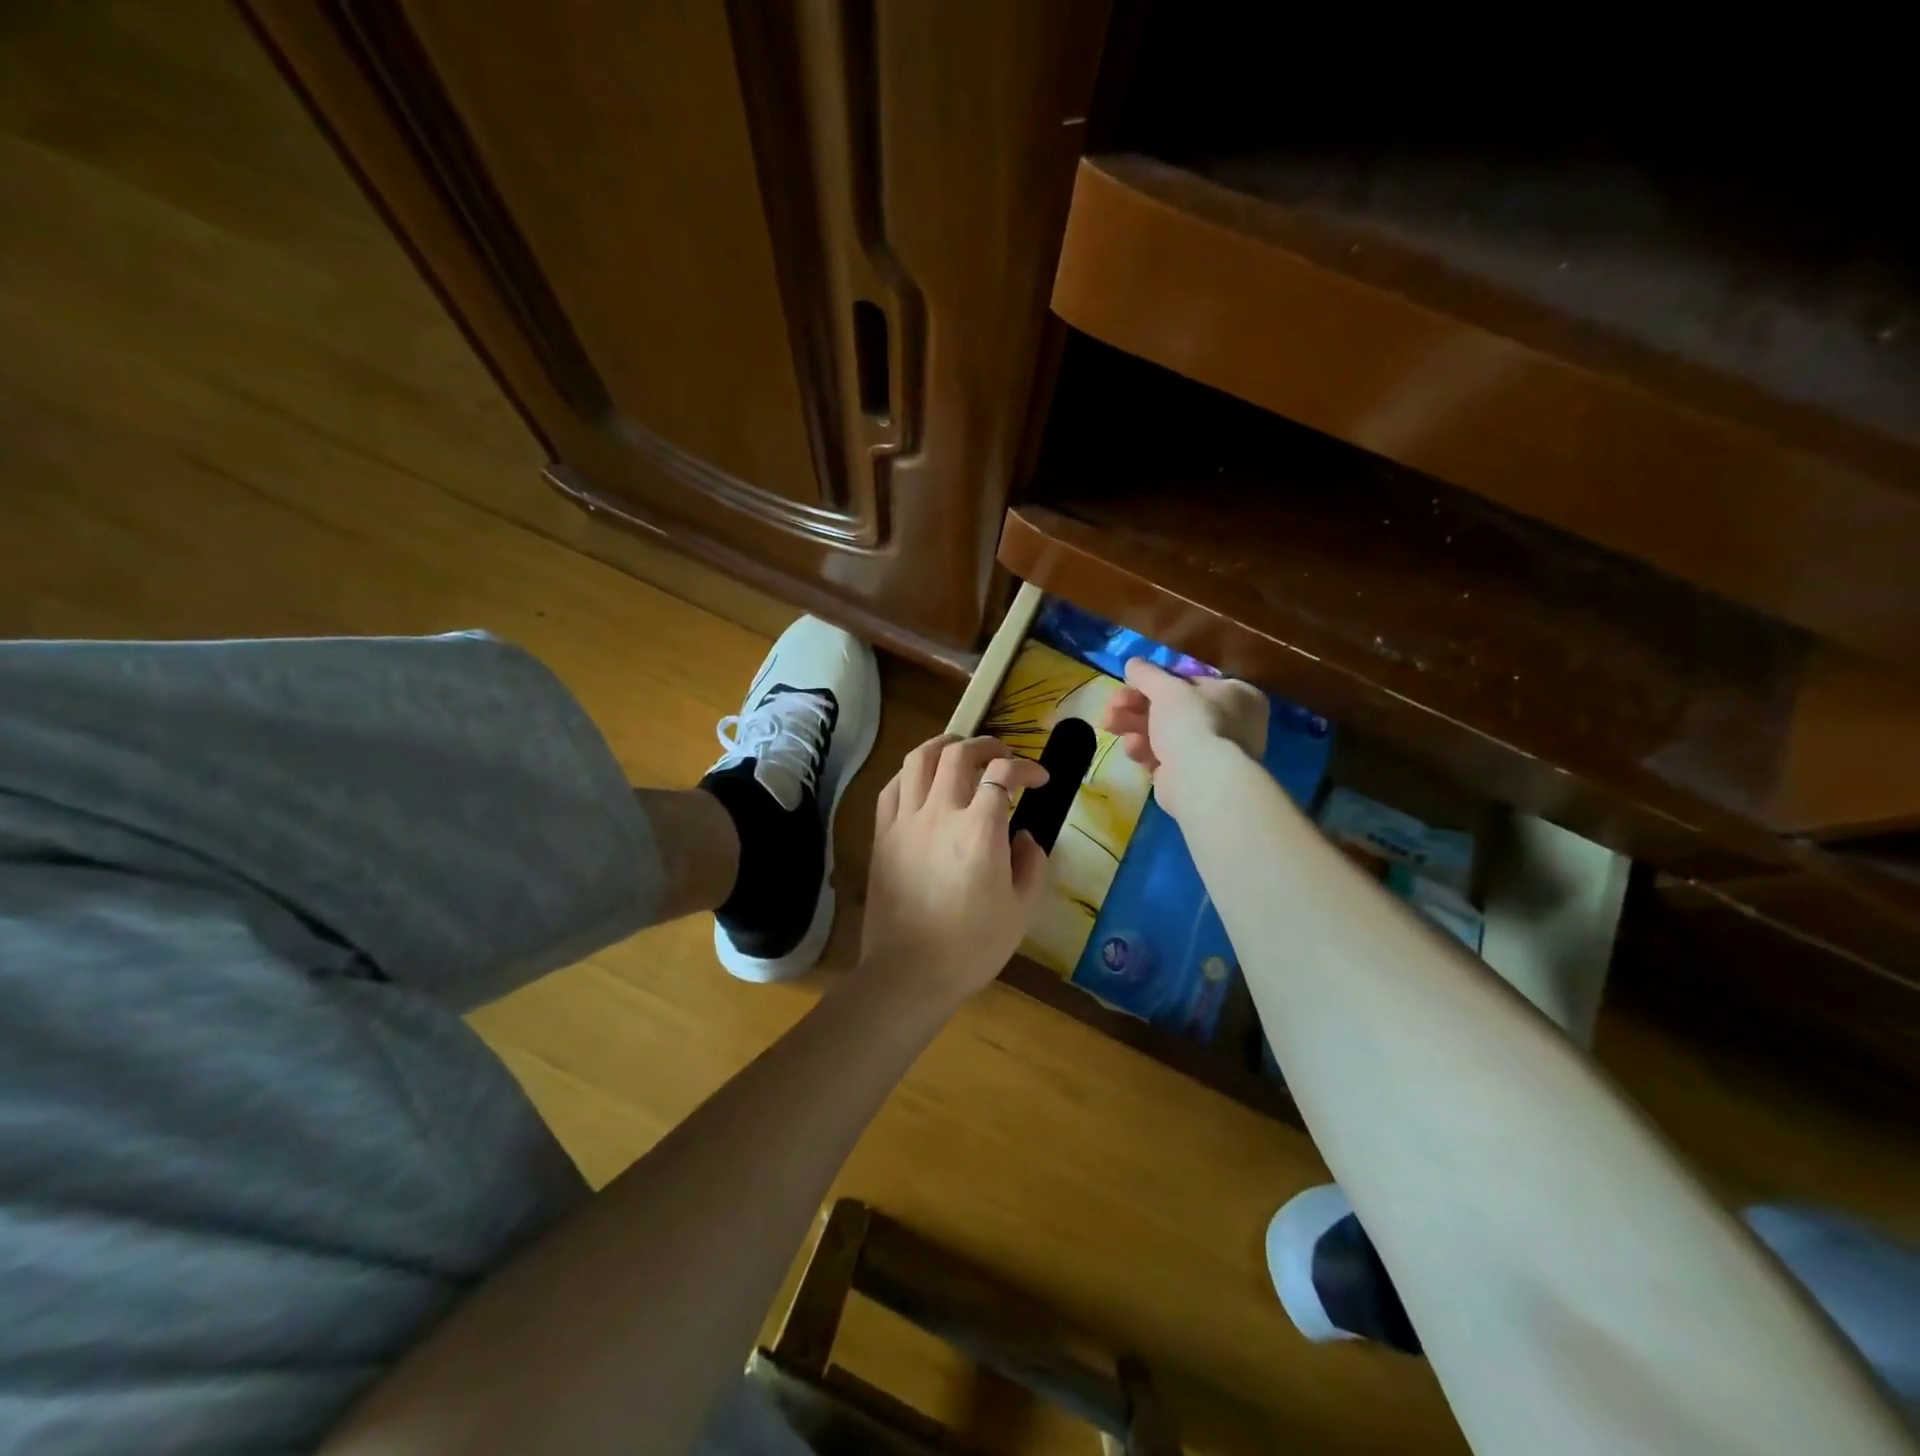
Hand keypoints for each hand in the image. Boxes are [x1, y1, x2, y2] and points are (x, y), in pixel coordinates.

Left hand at [859, 736, 1050, 1011]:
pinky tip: (922, 779)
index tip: (1039, 779)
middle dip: (986, 744)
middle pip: (959, 754)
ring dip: (944, 745)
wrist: (909, 973)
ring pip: (919, 759)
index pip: (1004, 774)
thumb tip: (1024, 836)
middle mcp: (940, 813)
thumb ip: (1031, 864)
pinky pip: (892, 787)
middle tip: (1002, 754)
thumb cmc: (972, 946)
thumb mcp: (1021, 910)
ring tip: (960, 748)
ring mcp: (905, 820)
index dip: (1026, 767)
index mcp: (980, 830)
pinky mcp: (882, 834)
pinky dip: (911, 773)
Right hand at [1103, 659, 1268, 821]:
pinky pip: (1164, 758)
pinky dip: (1146, 751)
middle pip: (1173, 709)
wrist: (1201, 780)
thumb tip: (1133, 663)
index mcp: (1237, 695)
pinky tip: (1132, 749)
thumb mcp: (1167, 688)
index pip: (1190, 683)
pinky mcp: (1192, 778)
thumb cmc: (1193, 722)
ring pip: (1164, 734)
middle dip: (1135, 706)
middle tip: (1111, 706)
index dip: (1156, 683)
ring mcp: (1212, 754)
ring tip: (1109, 725)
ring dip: (1134, 726)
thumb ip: (1148, 674)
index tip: (1129, 684)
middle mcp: (1231, 723)